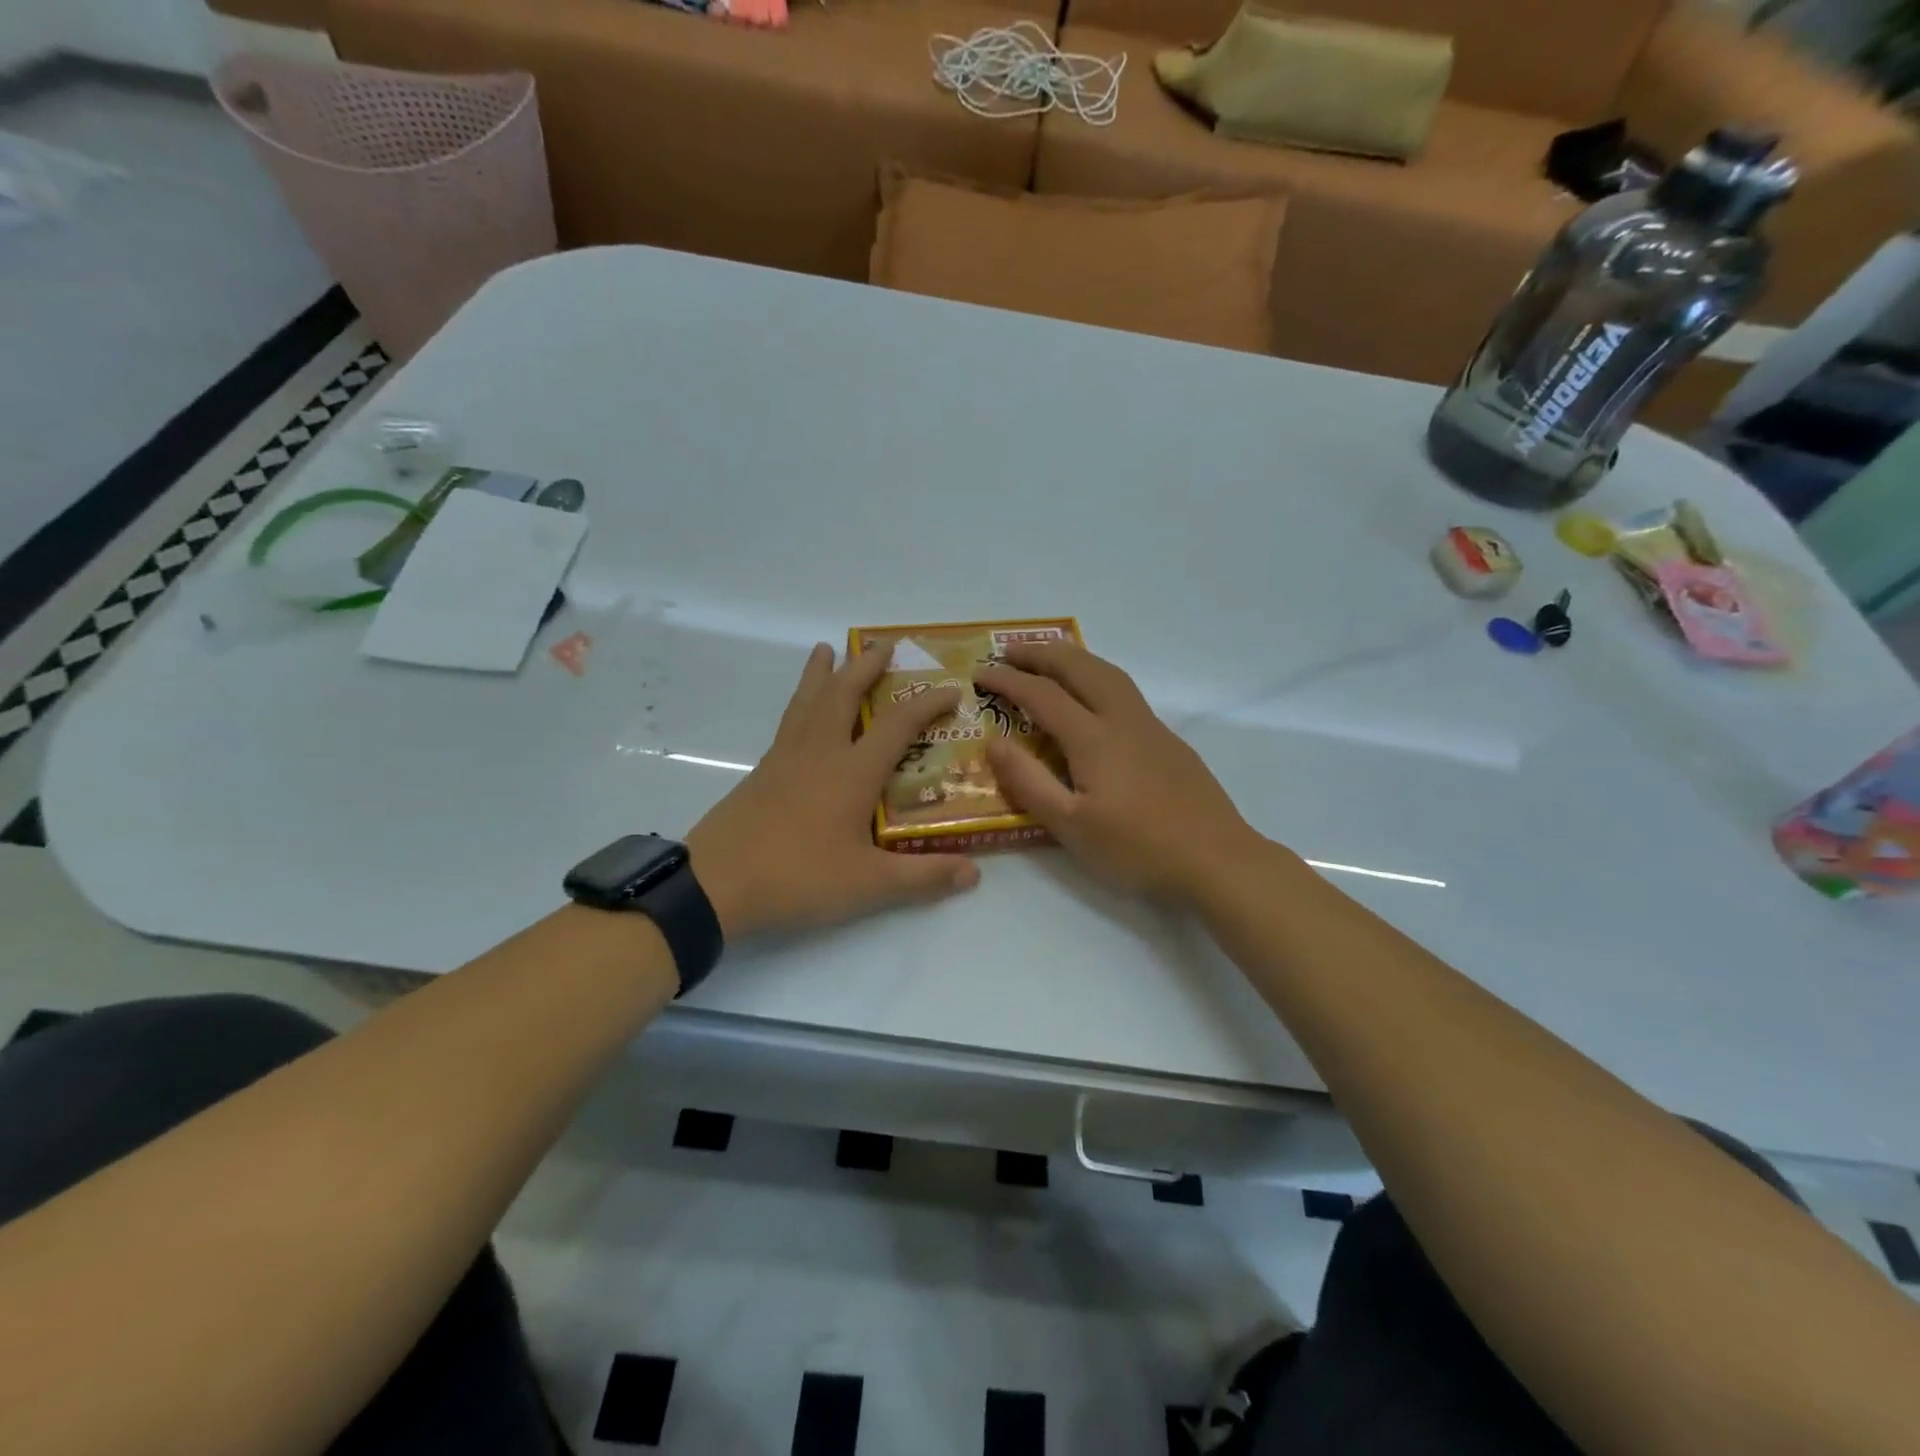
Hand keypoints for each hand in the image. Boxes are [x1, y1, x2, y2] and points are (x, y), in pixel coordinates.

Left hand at [687, 642, 979, 939]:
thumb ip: (923, 877)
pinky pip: (789, 720)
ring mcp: (786, 757)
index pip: (898, 724)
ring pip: (808, 700)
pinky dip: (801, 700)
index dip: (927, 703)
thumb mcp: (869, 884)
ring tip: (826, 648)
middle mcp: (820, 752)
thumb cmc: (798, 877)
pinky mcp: (763, 770)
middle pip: (844, 694)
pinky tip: (802, 710)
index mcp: (852, 771)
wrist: (715, 883)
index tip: (950, 689)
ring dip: (822, 672)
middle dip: (867, 666)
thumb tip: (974, 874)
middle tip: (884, 645)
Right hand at [975, 643, 1263, 905]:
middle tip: (1010, 650)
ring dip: (1074, 659)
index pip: (1042, 695)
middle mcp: (1123, 720)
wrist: (1217, 861)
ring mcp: (1151, 727)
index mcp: (1094, 738)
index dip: (1008, 680)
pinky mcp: (1169, 741)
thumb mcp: (1070, 826)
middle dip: (1041, 654)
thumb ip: (1029, 781)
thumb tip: (993, 742)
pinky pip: (1124, 691)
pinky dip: (1097, 676)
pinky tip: (1093, 698)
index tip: (979, 672)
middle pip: (1080, 668)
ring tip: (1049, 660)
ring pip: (1109, 673)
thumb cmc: (1137, 849)